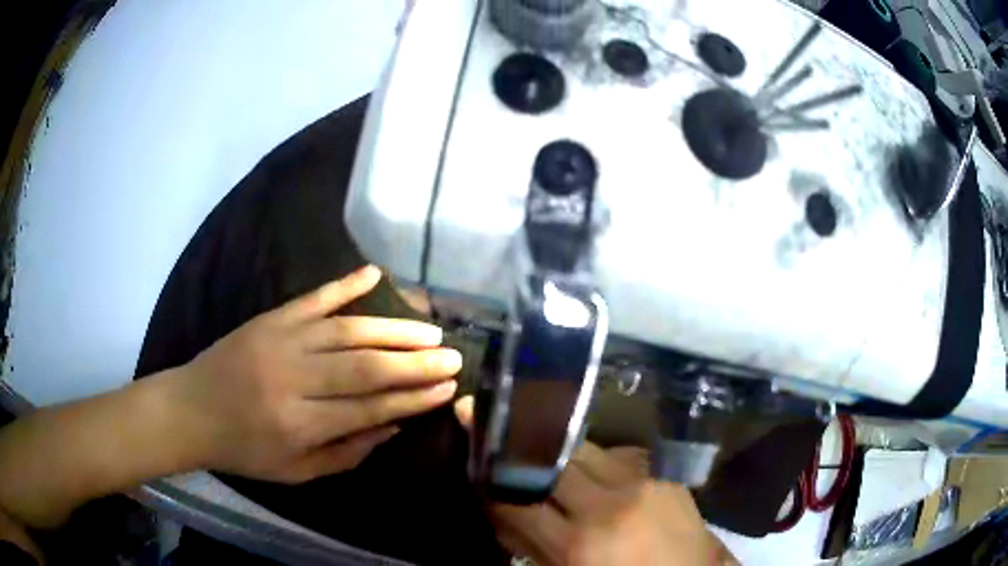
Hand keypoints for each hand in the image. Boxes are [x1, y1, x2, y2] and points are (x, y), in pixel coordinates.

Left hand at [172, 265, 460, 483]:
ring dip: (394, 329)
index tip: (446, 389)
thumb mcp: (295, 472)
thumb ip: (346, 453)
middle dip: (415, 363)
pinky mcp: (270, 318)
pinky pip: (313, 298)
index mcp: (299, 425)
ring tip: (431, 329)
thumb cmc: (244, 450)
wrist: (191, 410)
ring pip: (347, 331)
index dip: (411, 399)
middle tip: (453, 357)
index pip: (368, 408)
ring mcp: (280, 340)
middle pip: (364, 367)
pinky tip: (375, 274)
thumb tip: (393, 427)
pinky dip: (345, 284)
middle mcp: (293, 380)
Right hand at [454, 397, 736, 565]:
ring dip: (557, 446)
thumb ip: (533, 546)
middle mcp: (608, 505)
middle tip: (497, 418)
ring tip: (539, 437)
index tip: (472, 448)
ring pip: (583, 448)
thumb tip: (502, 512)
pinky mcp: (663, 473)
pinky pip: (617, 454)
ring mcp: (641, 483)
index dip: (489, 476)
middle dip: (519, 441)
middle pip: (549, 460)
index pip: (516, 501)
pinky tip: (592, 463)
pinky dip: (596, 458)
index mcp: (578, 545)